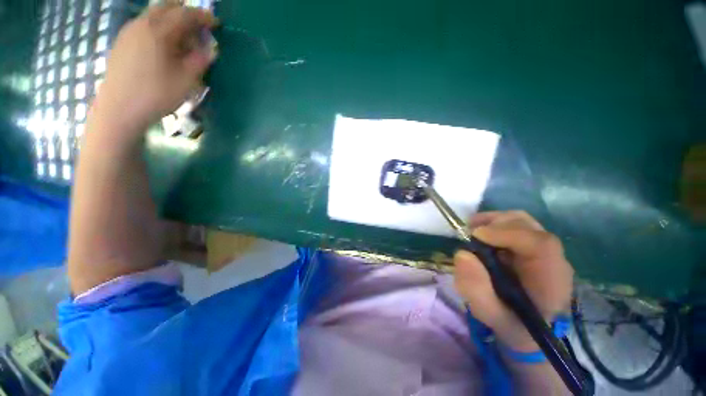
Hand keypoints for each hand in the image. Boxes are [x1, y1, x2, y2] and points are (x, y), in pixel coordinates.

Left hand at [95, 5, 216, 131]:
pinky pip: (144, 25)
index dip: (202, 16)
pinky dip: (158, 28)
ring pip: (153, 14)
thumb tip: (210, 48)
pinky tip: (164, 45)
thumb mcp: (186, 80)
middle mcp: (141, 24)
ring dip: (171, 20)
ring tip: (183, 39)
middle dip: (185, 13)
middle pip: (166, 7)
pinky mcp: (122, 42)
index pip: (184, 14)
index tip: (216, 23)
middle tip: (199, 27)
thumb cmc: (156, 95)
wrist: (119, 109)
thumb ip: (200, 60)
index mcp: (158, 31)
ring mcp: (128, 32)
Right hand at [453, 211, 573, 351]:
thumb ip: (476, 289)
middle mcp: (553, 259)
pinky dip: (494, 223)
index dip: (507, 233)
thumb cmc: (510, 322)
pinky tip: (480, 233)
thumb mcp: (489, 313)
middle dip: (495, 224)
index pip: (541, 244)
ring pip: (521, 221)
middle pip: (529, 226)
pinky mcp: (532, 245)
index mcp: (551, 280)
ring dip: (493, 222)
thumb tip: (462, 254)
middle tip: (469, 233)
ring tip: (472, 231)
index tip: (476, 235)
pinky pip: (515, 224)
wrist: (526, 326)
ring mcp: (544, 250)